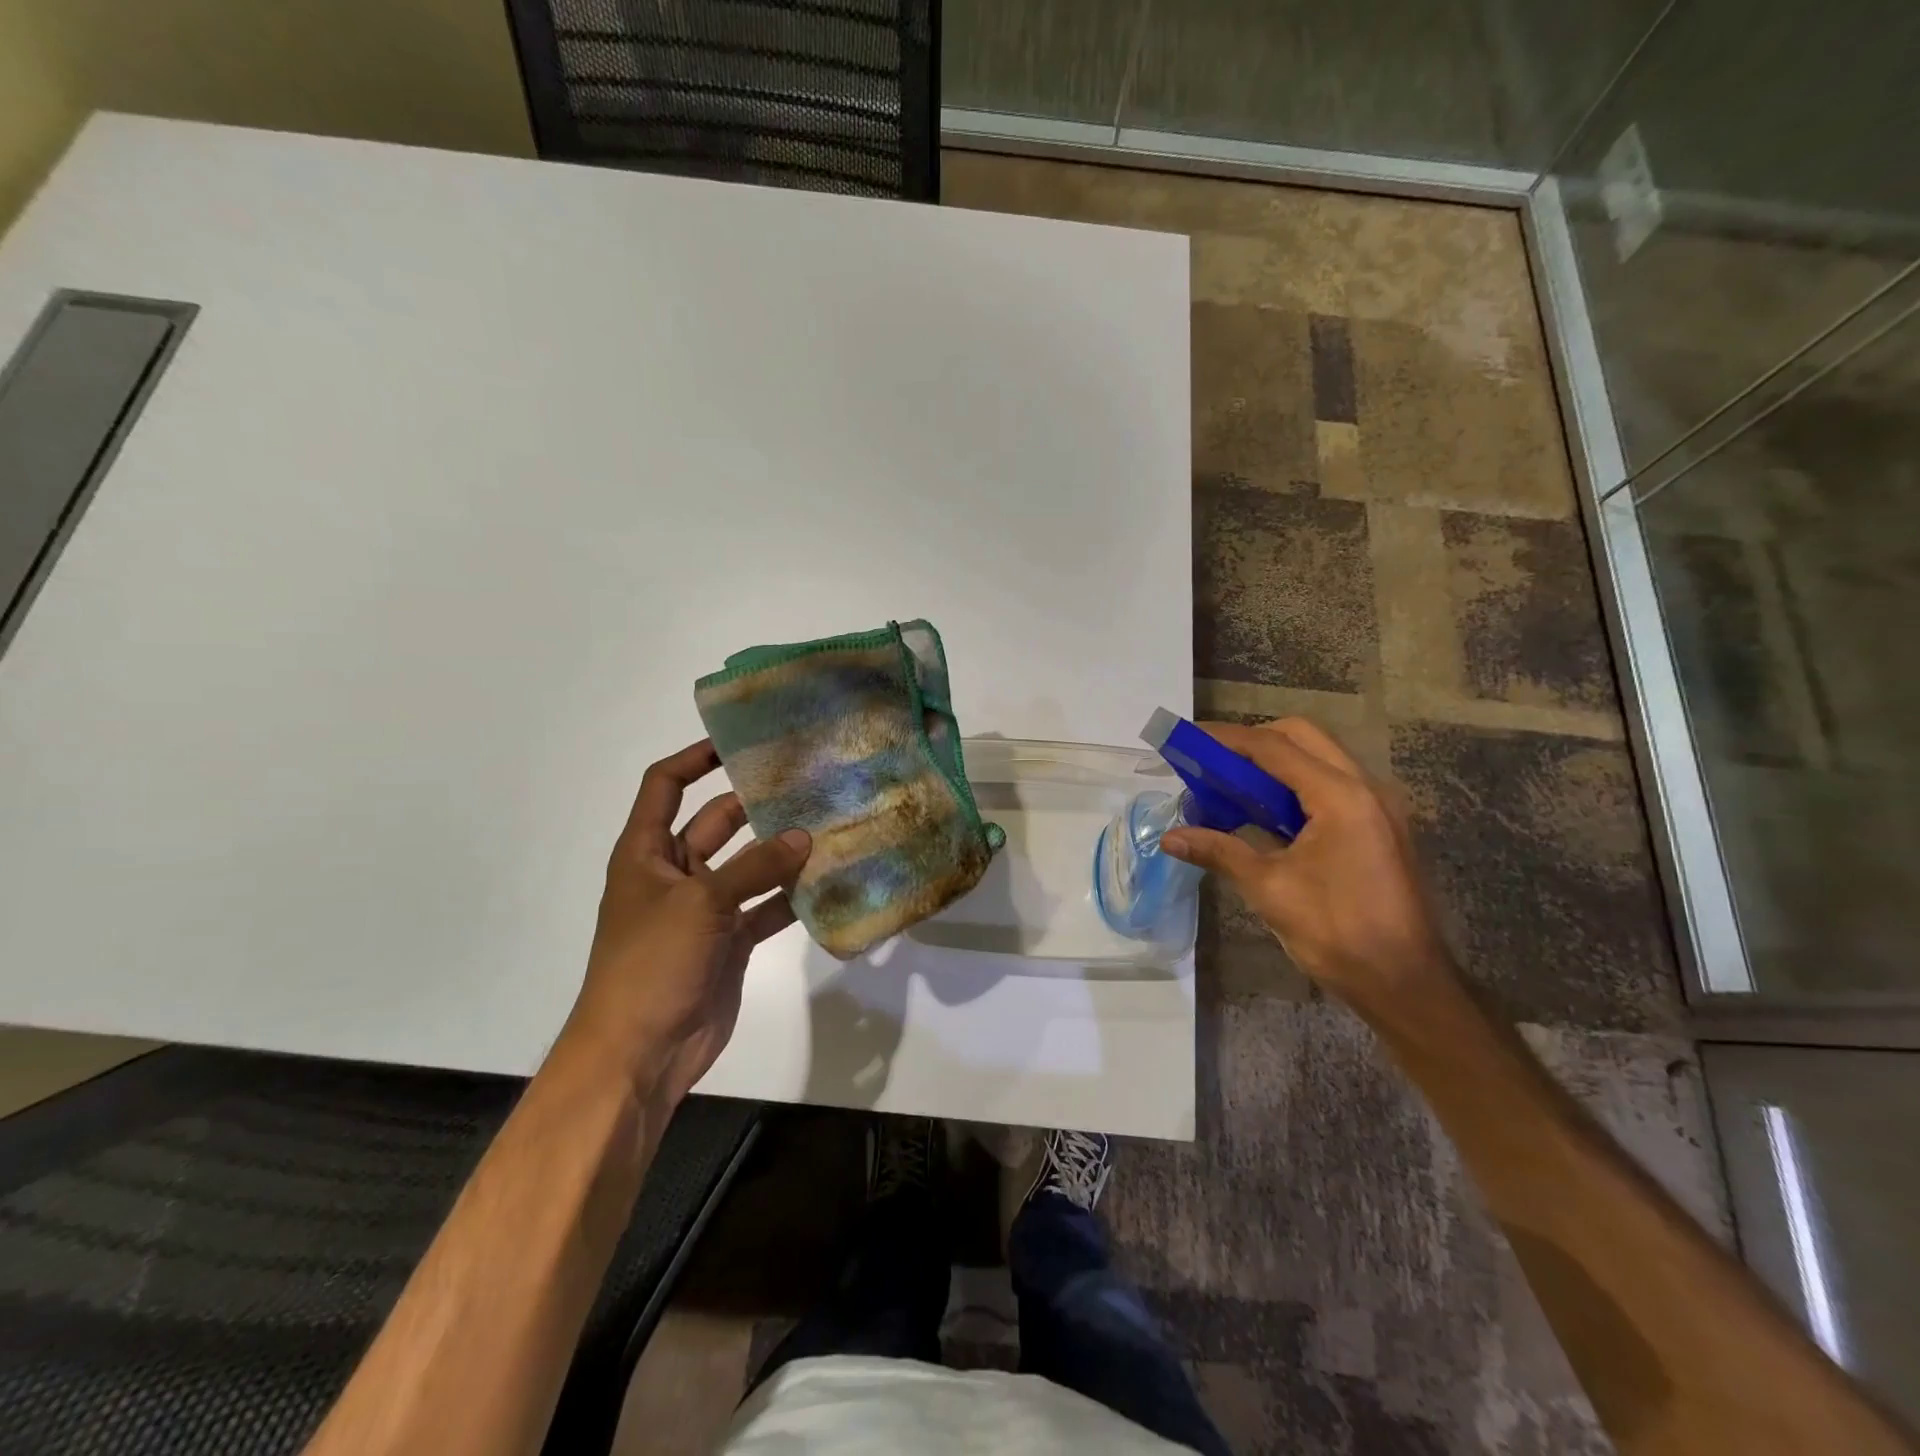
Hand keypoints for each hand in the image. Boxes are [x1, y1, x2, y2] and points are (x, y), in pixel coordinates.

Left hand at [559, 739, 810, 1105]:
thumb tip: (804, 837)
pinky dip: (791, 897)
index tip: (739, 743)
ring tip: (827, 824)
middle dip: (754, 804)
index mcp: (647, 853)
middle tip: (804, 782)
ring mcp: (705, 909)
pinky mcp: (730, 941)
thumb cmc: (651, 963)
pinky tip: (827, 882)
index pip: (666, 786)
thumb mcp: (700, 903)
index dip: (695, 759)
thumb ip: (755, 867)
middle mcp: (675, 874)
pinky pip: (765, 908)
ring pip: (748, 867)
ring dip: (780, 851)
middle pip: (716, 822)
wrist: (640, 1053)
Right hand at [1161, 718, 1455, 1014]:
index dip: (1227, 739)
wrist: (1405, 984)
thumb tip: (1170, 838)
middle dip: (1254, 742)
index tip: (1189, 739)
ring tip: (1232, 784)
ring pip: (1321, 758)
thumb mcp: (1269, 889)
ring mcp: (1378, 806)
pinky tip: (1266, 812)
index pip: (1274, 747)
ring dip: (1275, 762)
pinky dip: (1295, 785)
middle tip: (1213, 763)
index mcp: (1341, 796)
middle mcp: (1366, 787)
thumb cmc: (1336, 933)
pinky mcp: (1380, 826)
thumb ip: (1220, 851)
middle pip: (1303, 738)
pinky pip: (1333, 784)